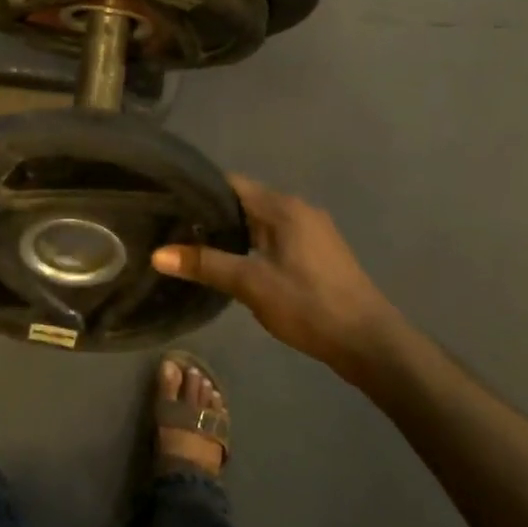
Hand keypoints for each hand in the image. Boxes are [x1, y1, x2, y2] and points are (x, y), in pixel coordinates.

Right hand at [153, 176, 405, 374]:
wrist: (369, 342)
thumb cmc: (309, 305)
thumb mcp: (251, 284)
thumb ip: (205, 265)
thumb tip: (157, 254)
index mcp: (283, 207)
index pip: (231, 184)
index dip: (199, 191)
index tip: (169, 203)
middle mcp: (298, 210)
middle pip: (245, 201)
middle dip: (212, 214)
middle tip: (175, 229)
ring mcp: (312, 232)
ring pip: (261, 222)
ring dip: (233, 232)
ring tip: (196, 247)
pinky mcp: (318, 253)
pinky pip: (275, 238)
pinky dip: (252, 245)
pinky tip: (235, 265)